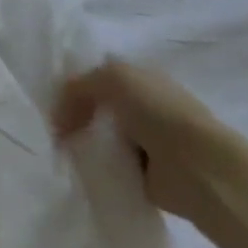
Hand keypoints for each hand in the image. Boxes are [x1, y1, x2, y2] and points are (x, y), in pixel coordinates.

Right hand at [54, 59, 247, 223]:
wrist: (197, 167)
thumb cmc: (158, 113)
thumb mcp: (113, 78)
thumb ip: (79, 86)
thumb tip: (59, 115)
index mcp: (142, 78)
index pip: (99, 76)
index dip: (74, 86)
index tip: (50, 103)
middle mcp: (145, 105)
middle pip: (97, 107)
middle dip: (75, 116)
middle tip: (53, 130)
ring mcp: (146, 140)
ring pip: (101, 136)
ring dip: (84, 143)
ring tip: (62, 152)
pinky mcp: (144, 172)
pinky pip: (109, 164)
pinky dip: (96, 167)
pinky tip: (81, 170)